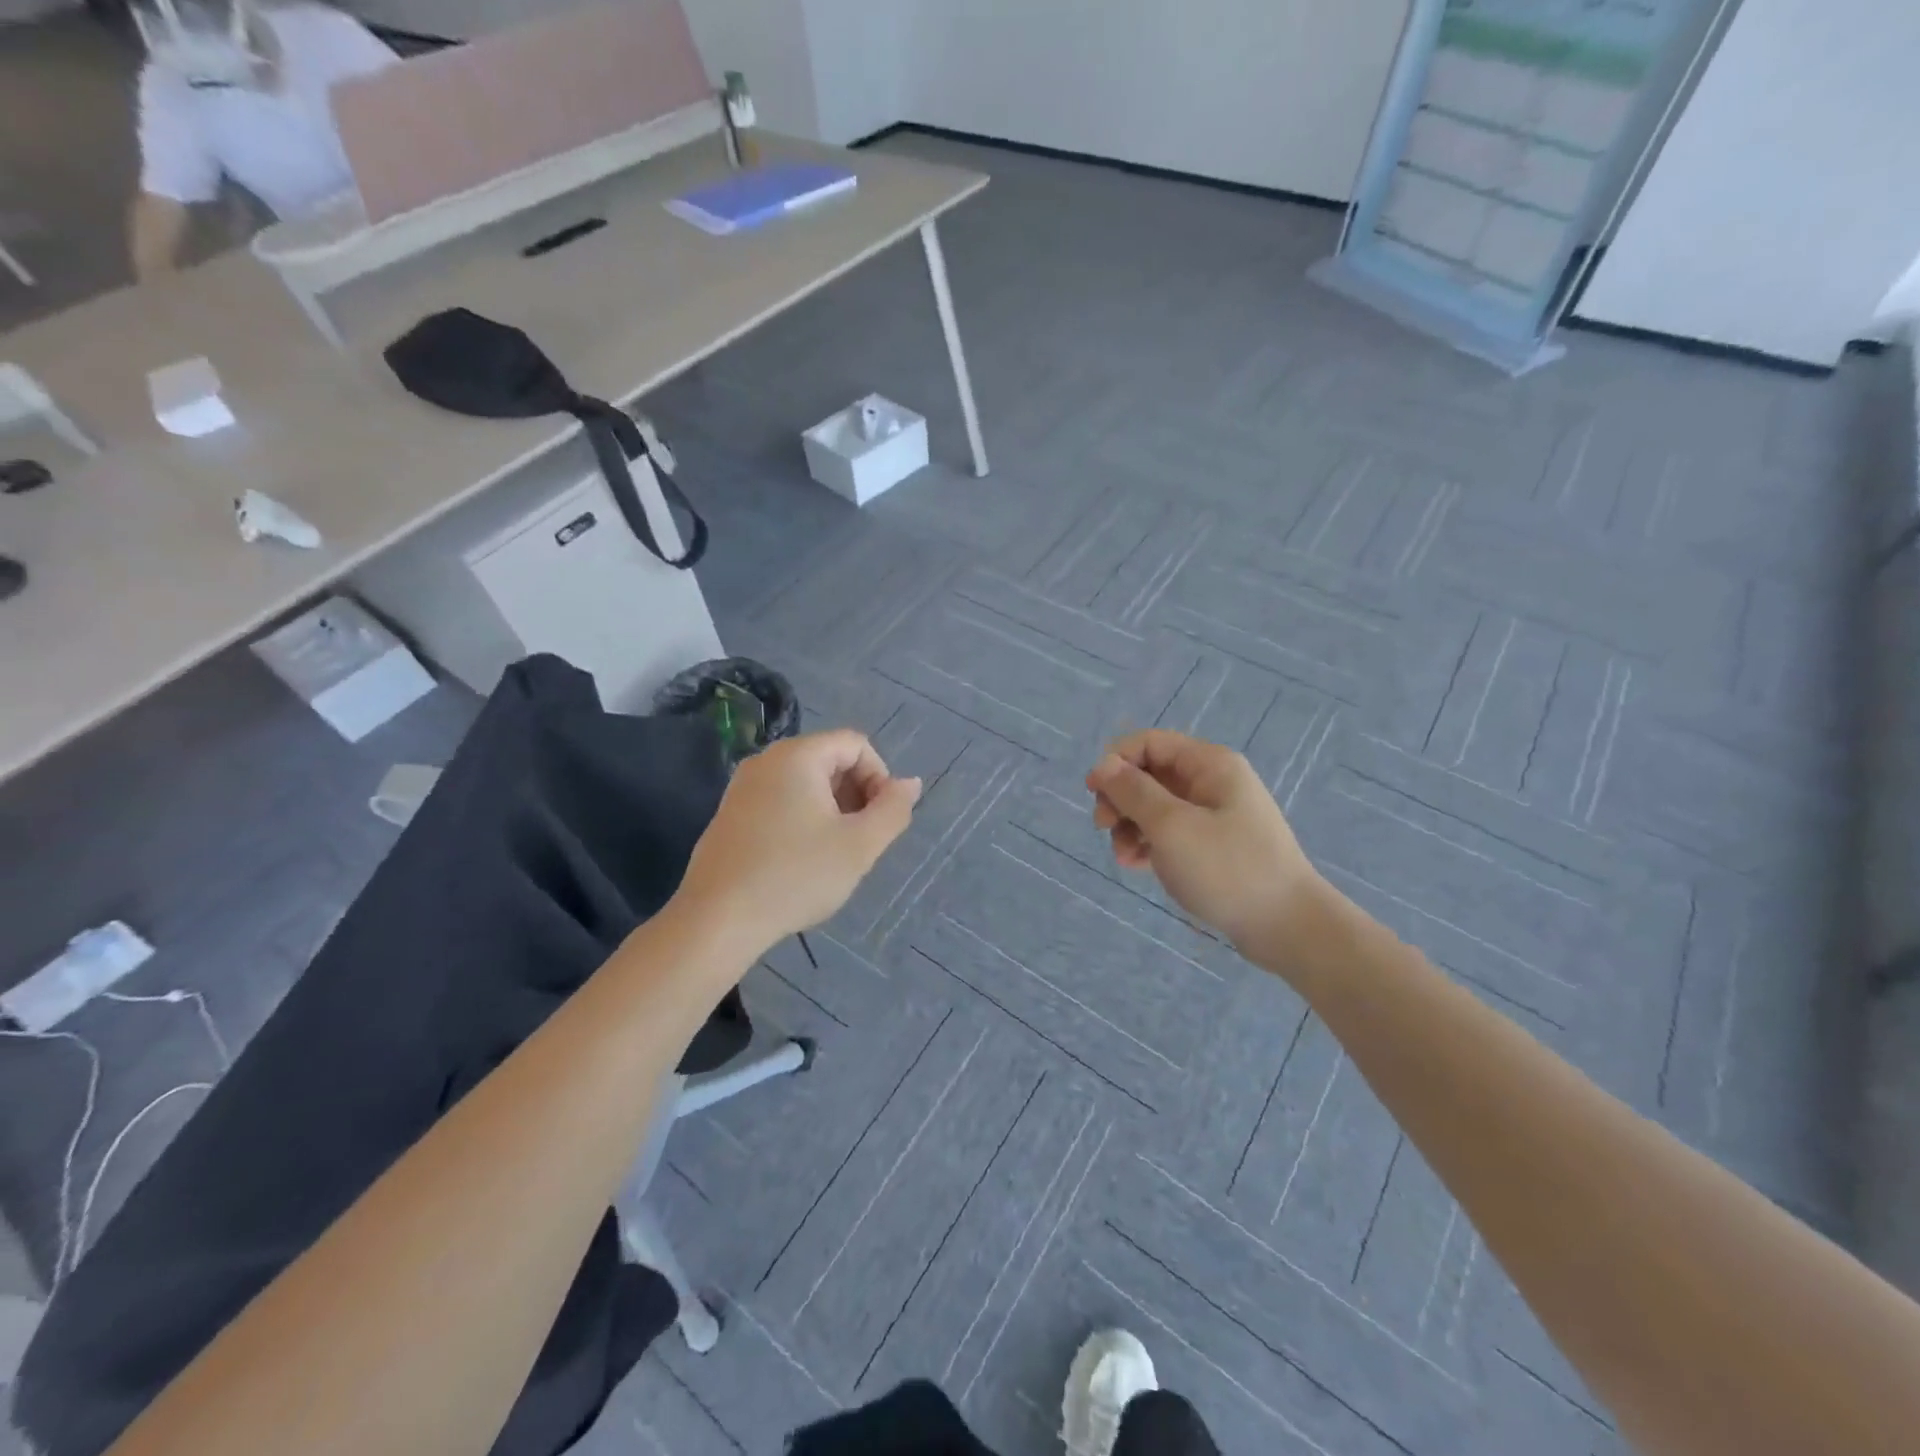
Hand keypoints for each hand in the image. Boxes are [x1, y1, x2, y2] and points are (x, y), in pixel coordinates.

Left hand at [675, 730, 920, 952]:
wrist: (718, 920)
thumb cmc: (796, 876)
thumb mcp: (859, 845)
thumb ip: (893, 809)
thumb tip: (910, 783)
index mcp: (798, 756)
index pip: (856, 744)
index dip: (879, 777)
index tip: (879, 821)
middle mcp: (767, 760)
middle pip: (830, 759)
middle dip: (856, 794)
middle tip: (860, 840)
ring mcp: (743, 787)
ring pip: (806, 783)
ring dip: (832, 810)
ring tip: (834, 854)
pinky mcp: (730, 814)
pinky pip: (780, 801)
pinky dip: (803, 820)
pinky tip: (801, 861)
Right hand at [1086, 729, 1325, 956]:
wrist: (1286, 926)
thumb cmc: (1227, 868)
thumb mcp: (1171, 827)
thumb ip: (1133, 792)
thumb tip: (1103, 764)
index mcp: (1209, 764)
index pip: (1150, 743)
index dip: (1116, 761)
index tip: (1093, 792)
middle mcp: (1212, 782)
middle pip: (1150, 773)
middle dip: (1121, 797)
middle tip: (1102, 826)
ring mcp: (1214, 815)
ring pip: (1156, 805)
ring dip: (1130, 824)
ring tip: (1122, 855)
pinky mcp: (1213, 846)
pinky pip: (1170, 832)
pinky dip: (1148, 843)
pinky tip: (1136, 864)